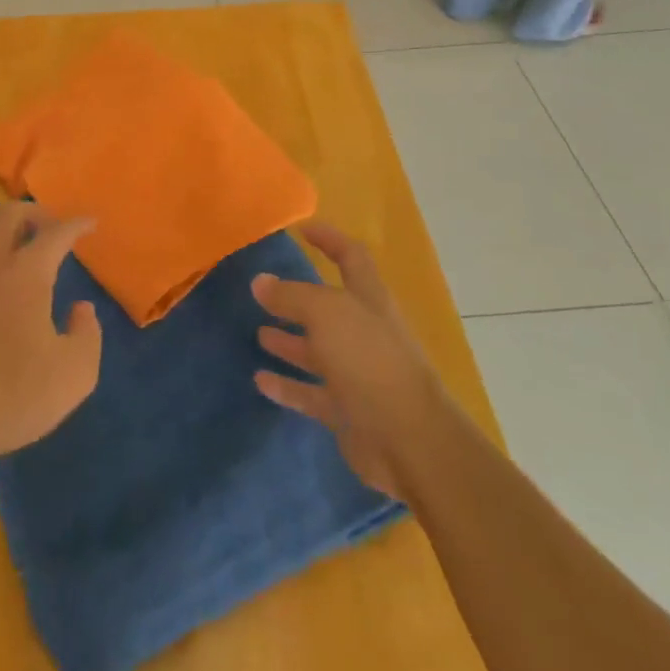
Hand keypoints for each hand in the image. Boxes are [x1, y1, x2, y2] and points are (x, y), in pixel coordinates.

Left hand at [0, 204, 102, 502]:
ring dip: (8, 236)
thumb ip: (87, 333)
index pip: (55, 233)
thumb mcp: (74, 373)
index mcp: (26, 273)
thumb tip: (81, 309)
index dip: (76, 224)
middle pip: (9, 216)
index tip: (91, 222)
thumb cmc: (13, 395)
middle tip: (53, 228)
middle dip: (35, 213)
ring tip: (26, 256)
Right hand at [253, 222, 442, 504]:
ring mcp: (358, 373)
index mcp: (368, 299)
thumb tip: (260, 281)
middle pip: (329, 307)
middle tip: (263, 290)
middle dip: (298, 298)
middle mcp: (364, 332)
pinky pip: (312, 393)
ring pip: (318, 351)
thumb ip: (291, 295)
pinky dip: (288, 387)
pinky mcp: (349, 411)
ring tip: (258, 333)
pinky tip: (261, 380)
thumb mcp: (326, 313)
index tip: (301, 228)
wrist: (410, 442)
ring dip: (290, 342)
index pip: (350, 256)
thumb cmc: (370, 361)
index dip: (329, 239)